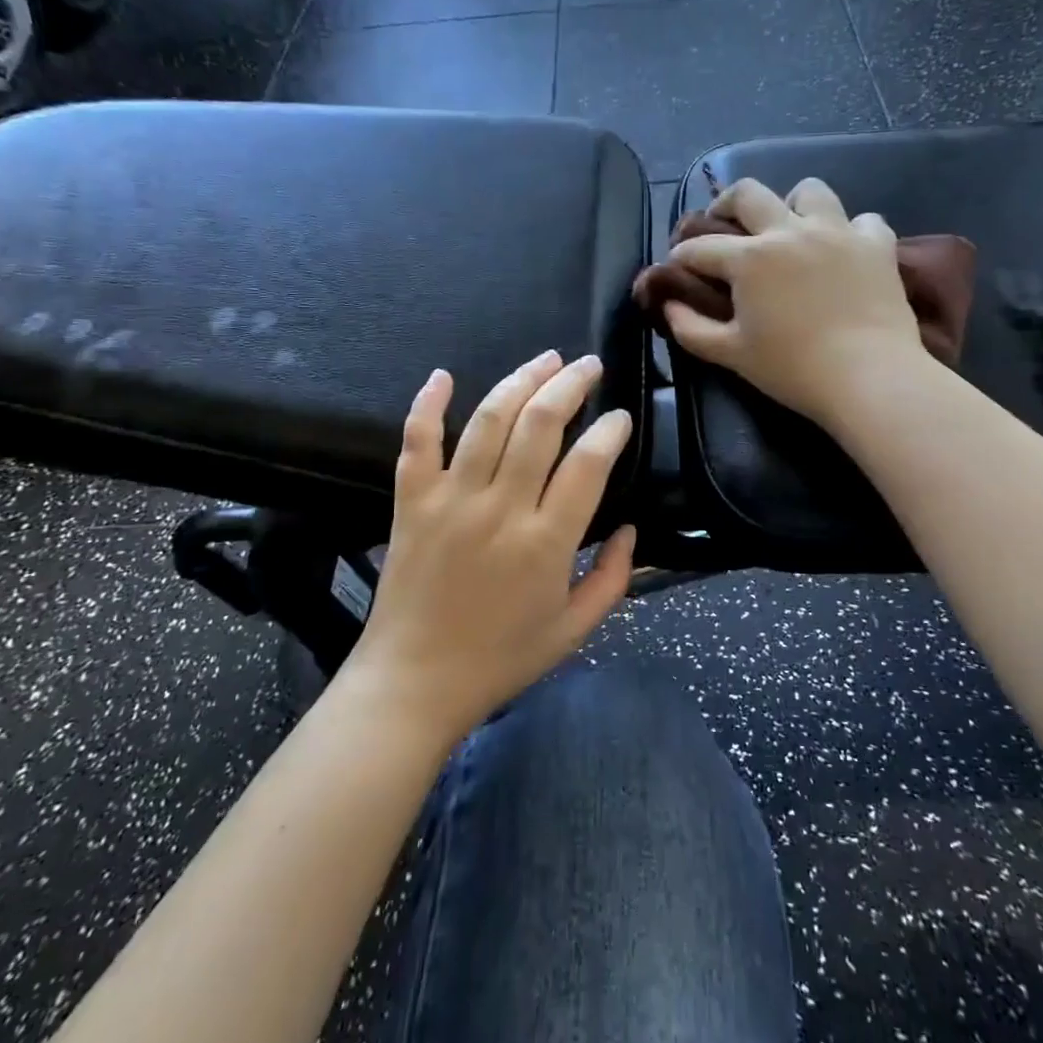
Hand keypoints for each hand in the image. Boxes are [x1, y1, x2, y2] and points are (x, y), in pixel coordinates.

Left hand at [344, 351, 636, 744]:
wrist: (413, 682)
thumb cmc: (500, 659)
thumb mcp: (574, 630)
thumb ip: (614, 578)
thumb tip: (631, 528)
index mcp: (546, 542)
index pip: (588, 463)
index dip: (611, 430)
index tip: (620, 417)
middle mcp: (500, 508)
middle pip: (540, 424)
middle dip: (571, 385)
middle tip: (588, 366)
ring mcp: (450, 499)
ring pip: (488, 420)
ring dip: (520, 380)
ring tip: (546, 360)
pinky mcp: (411, 501)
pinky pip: (417, 441)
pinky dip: (428, 404)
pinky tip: (444, 375)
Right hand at [664, 177, 924, 426]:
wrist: (869, 377)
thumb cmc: (793, 369)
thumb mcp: (731, 355)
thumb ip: (691, 329)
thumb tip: (669, 307)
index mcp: (749, 258)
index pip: (701, 247)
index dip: (681, 254)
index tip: (677, 264)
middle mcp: (789, 231)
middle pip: (748, 193)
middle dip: (725, 204)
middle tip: (723, 224)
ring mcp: (837, 232)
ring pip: (809, 191)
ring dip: (792, 205)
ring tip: (790, 228)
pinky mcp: (876, 245)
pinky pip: (862, 220)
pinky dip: (849, 231)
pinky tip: (843, 251)